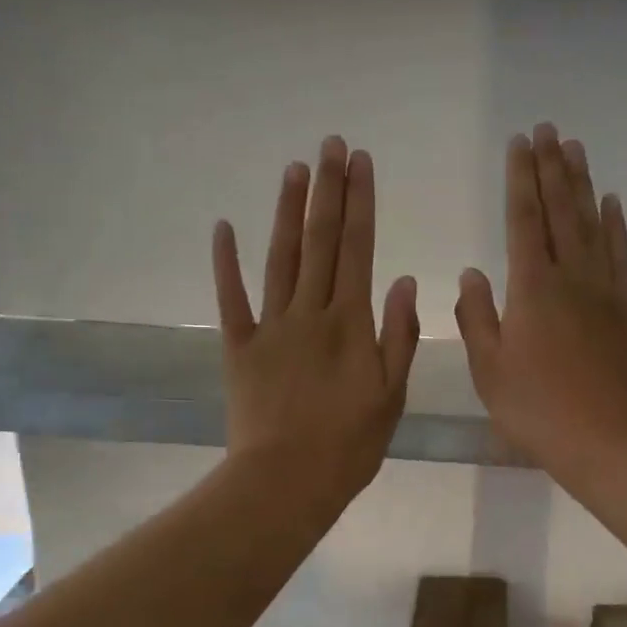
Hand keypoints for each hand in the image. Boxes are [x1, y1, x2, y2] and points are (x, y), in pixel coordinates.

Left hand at [213, 137, 419, 510]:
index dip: (360, 202)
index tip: (360, 162)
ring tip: (293, 169)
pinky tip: (223, 227)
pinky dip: (226, 263)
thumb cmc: (349, 445)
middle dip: (327, 190)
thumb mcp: (392, 396)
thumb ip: (398, 335)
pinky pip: (231, 298)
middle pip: (321, 242)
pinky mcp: (239, 347)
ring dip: (287, 211)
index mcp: (350, 324)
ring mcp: (270, 327)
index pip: (358, 249)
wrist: (287, 481)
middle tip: (329, 145)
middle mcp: (310, 313)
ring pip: (280, 258)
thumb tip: (402, 279)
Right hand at [455, 123, 626, 477]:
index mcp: (531, 289)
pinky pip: (621, 254)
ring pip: (592, 223)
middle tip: (547, 129)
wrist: (610, 438)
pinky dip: (616, 224)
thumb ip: (476, 317)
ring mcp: (606, 289)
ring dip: (582, 184)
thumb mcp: (489, 370)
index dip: (519, 180)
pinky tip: (611, 202)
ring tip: (574, 148)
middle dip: (550, 167)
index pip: (524, 221)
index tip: (518, 144)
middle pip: (560, 211)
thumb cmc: (538, 409)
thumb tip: (472, 273)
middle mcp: (570, 277)